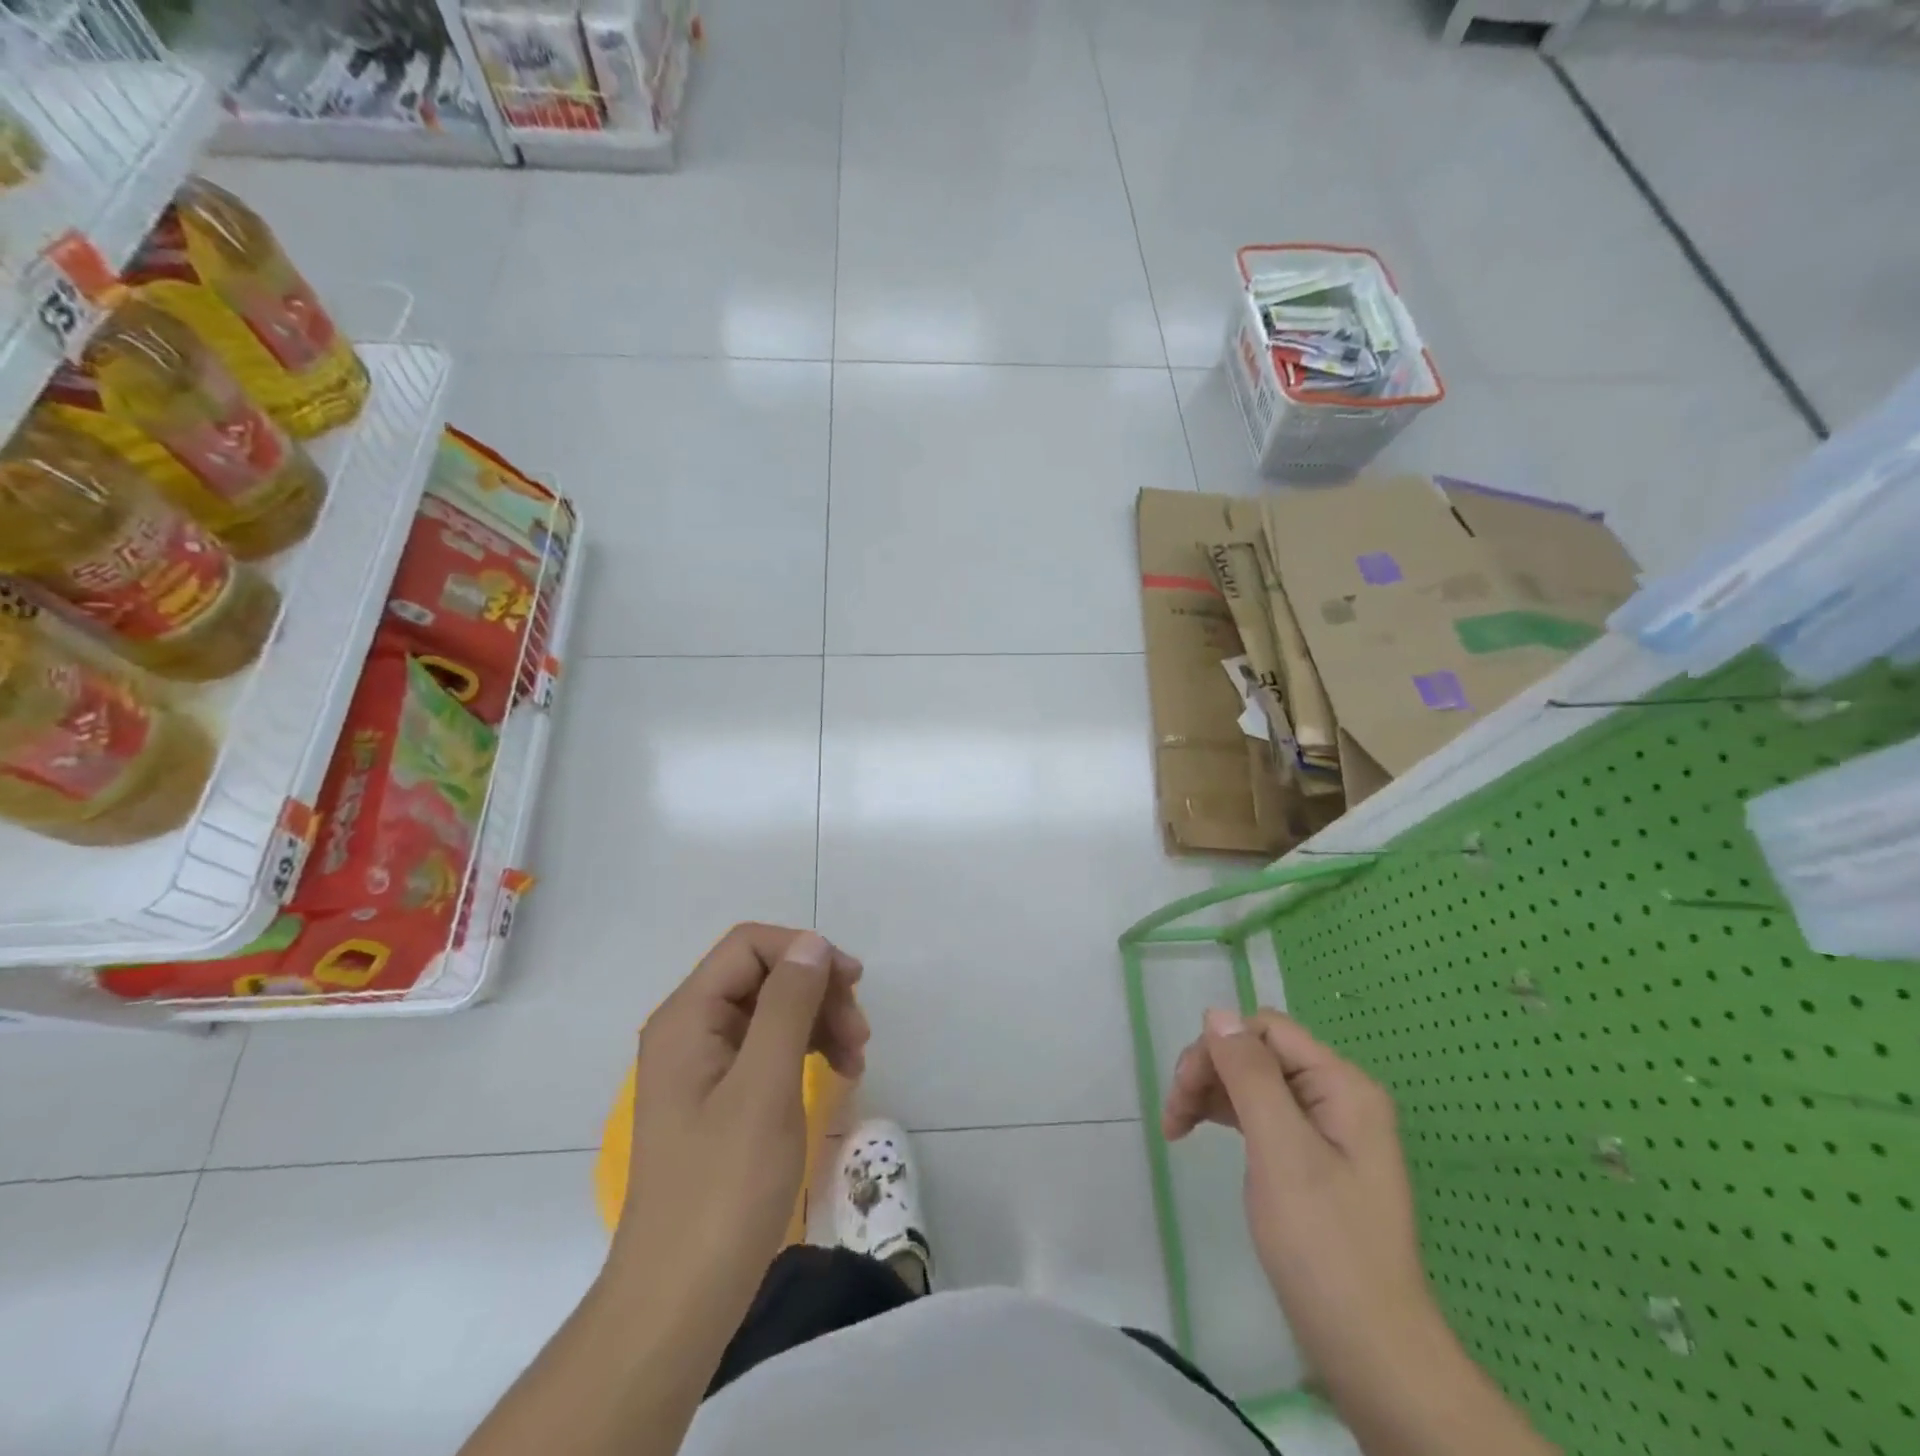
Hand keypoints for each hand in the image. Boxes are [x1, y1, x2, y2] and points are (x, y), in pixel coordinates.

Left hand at [610, 924, 867, 1307]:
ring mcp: (703, 1066)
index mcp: (687, 1018)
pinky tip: (837, 1075)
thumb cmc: (723, 1188)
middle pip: (763, 976)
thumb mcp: (765, 1086)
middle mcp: (689, 1031)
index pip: (749, 946)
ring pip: (771, 1012)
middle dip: (817, 993)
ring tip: (856, 1061)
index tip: (853, 984)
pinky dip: (806, 1052)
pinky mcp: (719, 1099)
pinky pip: (768, 1050)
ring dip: (818, 1022)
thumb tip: (812, 943)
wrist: (679, 1300)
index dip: (804, 952)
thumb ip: (788, 1005)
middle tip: (860, 1034)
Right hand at [1163, 1009, 1436, 1402]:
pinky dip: (1228, 1116)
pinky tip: (1203, 1133)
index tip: (1183, 1093)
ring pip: (1254, 1081)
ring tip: (1176, 1128)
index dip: (1219, 1050)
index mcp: (1342, 1085)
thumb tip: (1217, 1013)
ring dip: (1211, 1094)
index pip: (1265, 1031)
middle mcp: (1337, 1096)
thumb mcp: (1282, 1151)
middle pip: (1257, 1053)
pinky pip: (1262, 1113)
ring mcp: (1326, 1128)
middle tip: (1174, 1118)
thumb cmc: (1324, 1245)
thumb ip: (1250, 1075)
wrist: (1370, 1350)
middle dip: (1210, 1072)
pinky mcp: (1312, 1157)